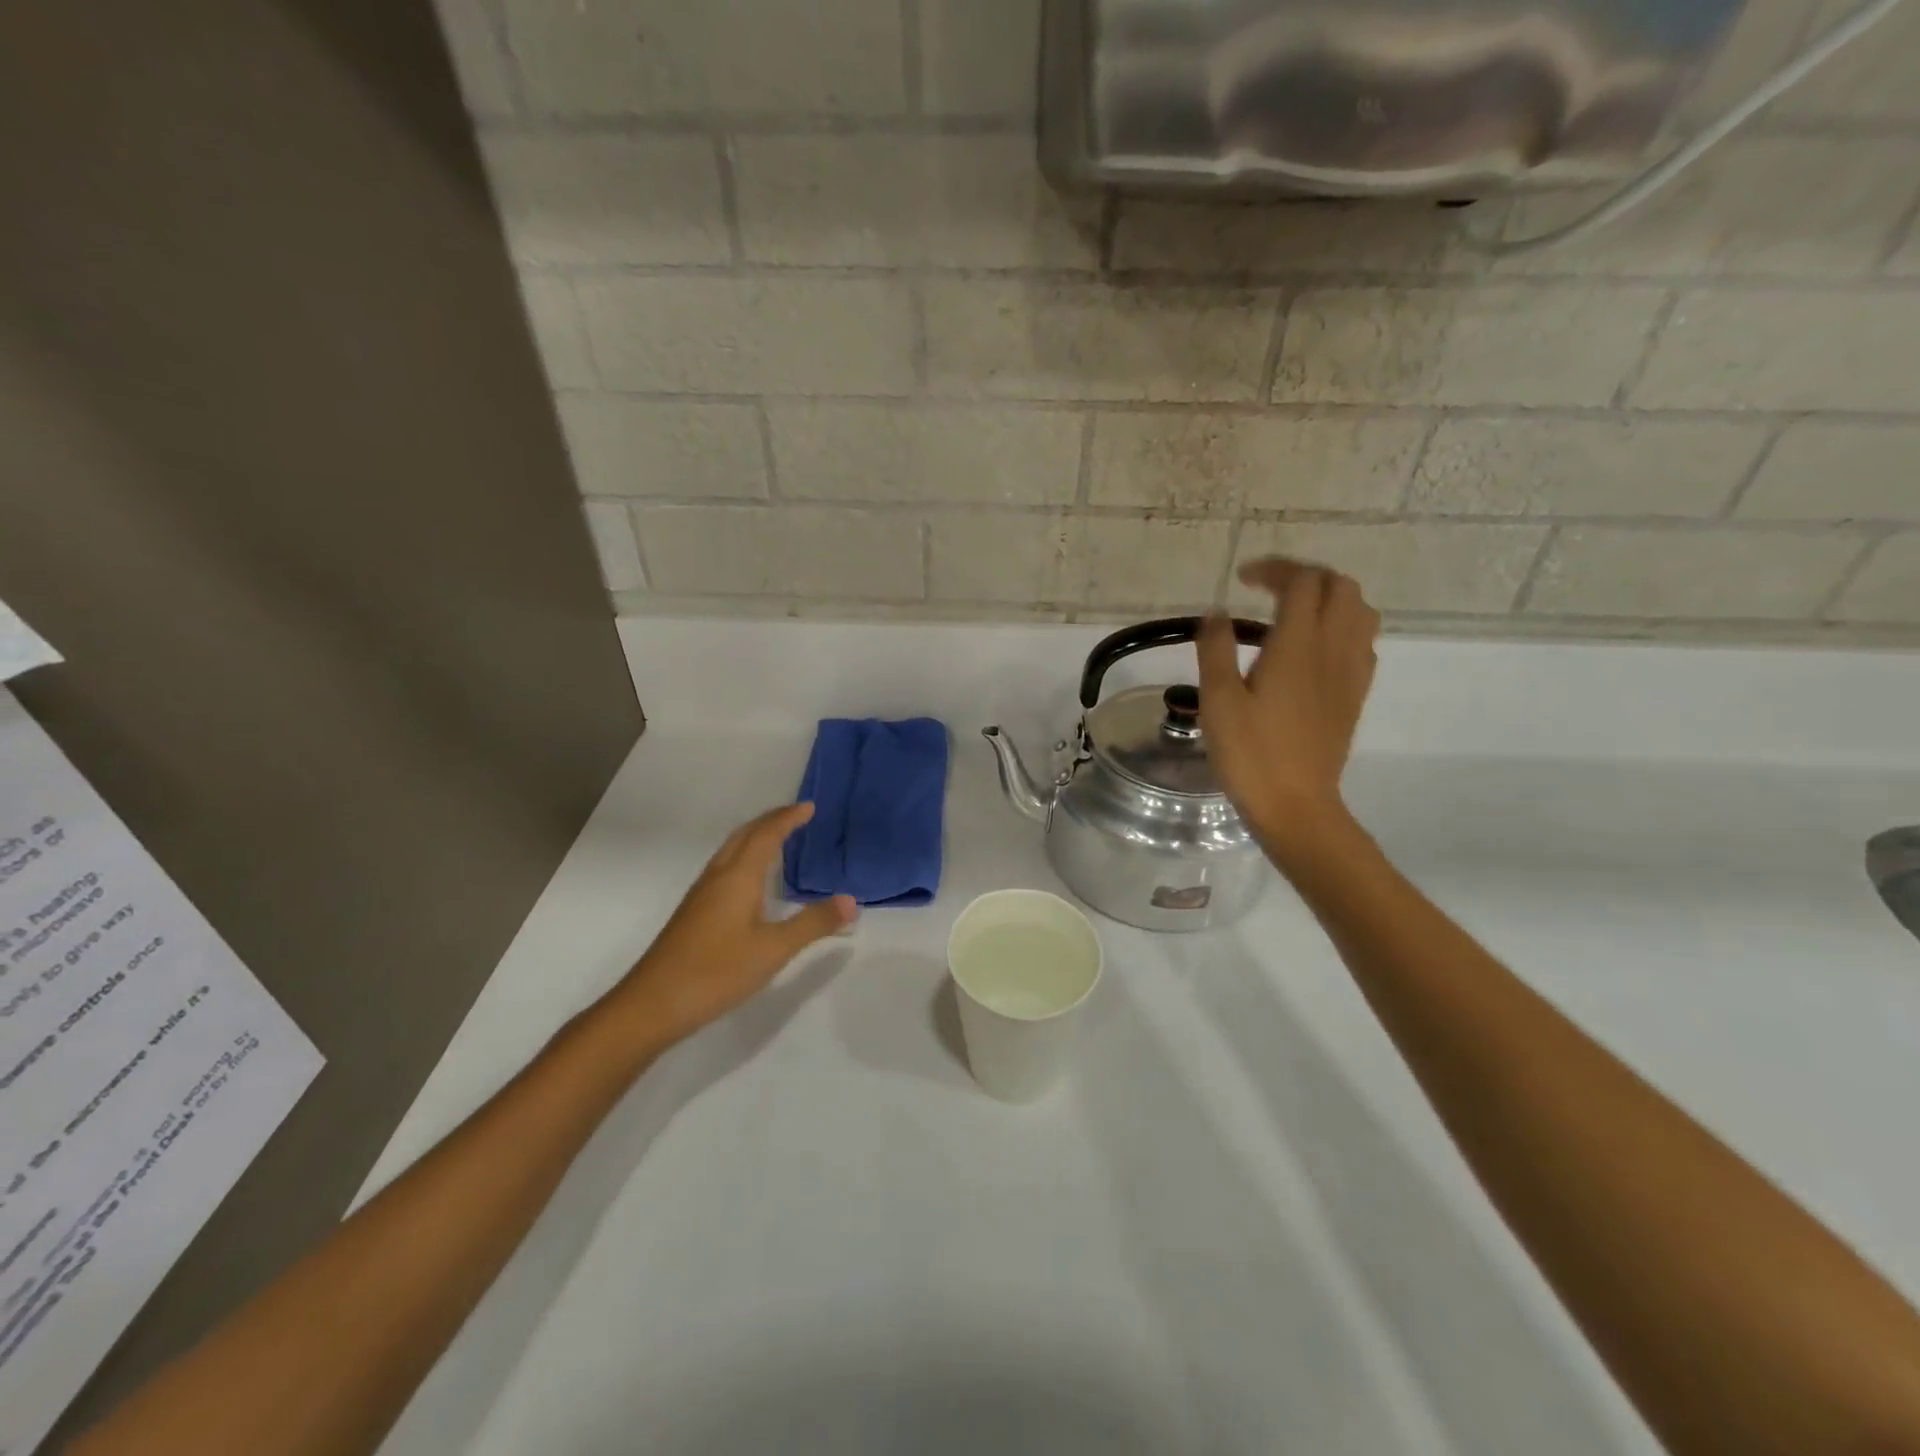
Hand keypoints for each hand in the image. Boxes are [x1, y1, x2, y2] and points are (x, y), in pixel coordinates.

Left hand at [611, 804, 856, 1049]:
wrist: (652, 1005)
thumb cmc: (716, 971)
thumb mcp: (773, 950)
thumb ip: (813, 924)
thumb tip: (851, 901)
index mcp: (737, 877)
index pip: (766, 835)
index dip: (788, 818)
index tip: (810, 807)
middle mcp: (717, 877)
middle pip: (744, 835)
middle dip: (770, 821)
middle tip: (797, 816)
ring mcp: (701, 895)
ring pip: (730, 851)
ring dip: (755, 837)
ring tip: (778, 839)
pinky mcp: (693, 914)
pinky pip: (724, 868)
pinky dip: (744, 858)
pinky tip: (751, 882)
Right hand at [1197, 558, 1380, 866]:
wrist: (1295, 804)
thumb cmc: (1250, 753)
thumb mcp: (1217, 701)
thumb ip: (1216, 649)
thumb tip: (1217, 612)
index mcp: (1297, 645)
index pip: (1301, 582)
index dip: (1275, 569)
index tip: (1243, 579)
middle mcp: (1333, 649)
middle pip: (1340, 586)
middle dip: (1306, 576)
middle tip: (1269, 590)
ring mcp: (1351, 672)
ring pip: (1360, 610)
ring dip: (1330, 598)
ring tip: (1295, 612)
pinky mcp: (1356, 694)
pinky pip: (1363, 641)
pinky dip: (1343, 626)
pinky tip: (1314, 648)